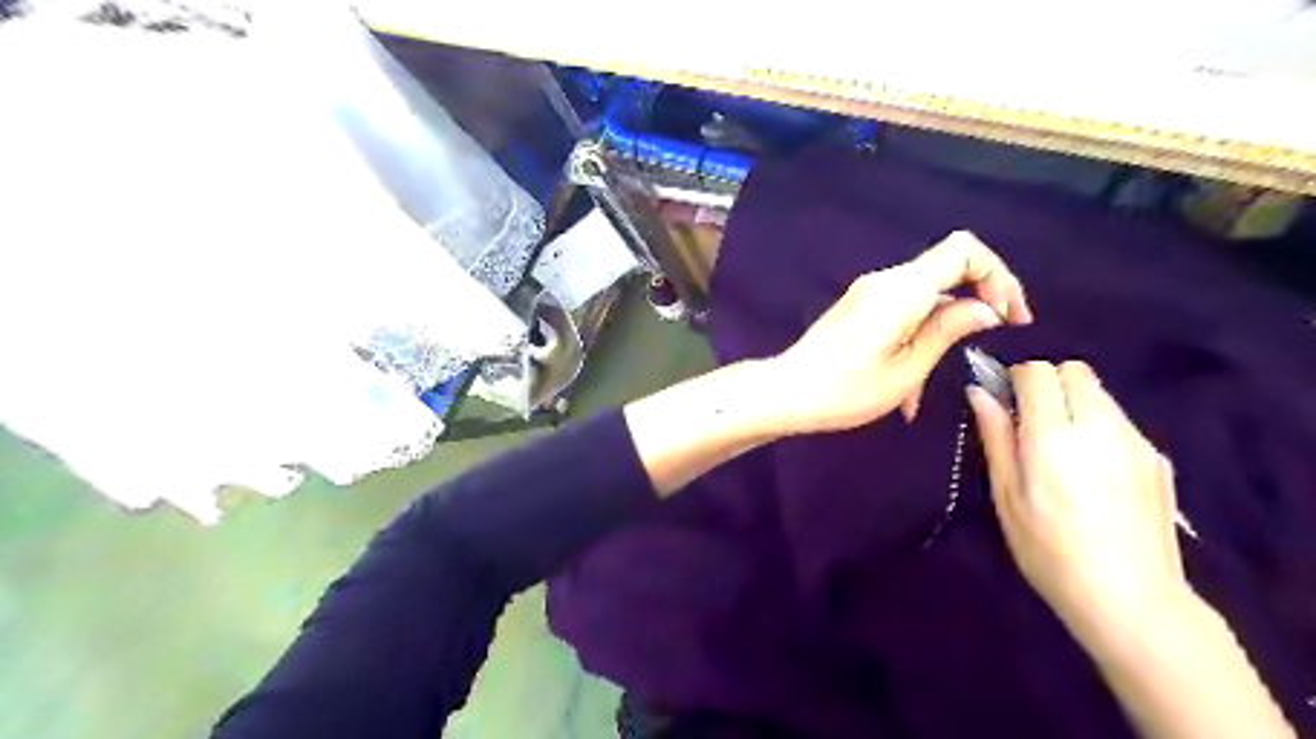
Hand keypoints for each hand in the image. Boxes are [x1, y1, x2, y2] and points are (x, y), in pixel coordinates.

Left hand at [768, 227, 1033, 430]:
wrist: (787, 392)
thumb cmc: (845, 390)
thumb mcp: (906, 370)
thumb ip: (947, 331)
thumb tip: (986, 309)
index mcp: (902, 290)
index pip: (965, 250)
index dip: (998, 276)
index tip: (1009, 317)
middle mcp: (886, 281)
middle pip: (949, 266)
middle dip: (980, 297)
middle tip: (997, 336)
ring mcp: (869, 292)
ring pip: (927, 292)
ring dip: (946, 325)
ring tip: (935, 382)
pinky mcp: (860, 307)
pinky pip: (904, 308)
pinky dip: (921, 333)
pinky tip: (911, 382)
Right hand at [963, 361, 1193, 637]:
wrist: (1131, 598)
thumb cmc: (1048, 549)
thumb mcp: (1006, 495)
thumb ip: (995, 436)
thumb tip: (979, 392)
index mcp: (1053, 435)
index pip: (1037, 372)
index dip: (1015, 379)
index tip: (1005, 404)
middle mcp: (1099, 426)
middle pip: (1075, 370)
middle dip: (1048, 383)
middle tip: (1031, 421)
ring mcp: (1136, 440)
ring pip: (1100, 392)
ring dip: (1074, 402)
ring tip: (1061, 448)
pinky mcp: (1158, 458)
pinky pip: (1120, 420)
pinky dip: (1099, 426)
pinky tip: (1092, 471)